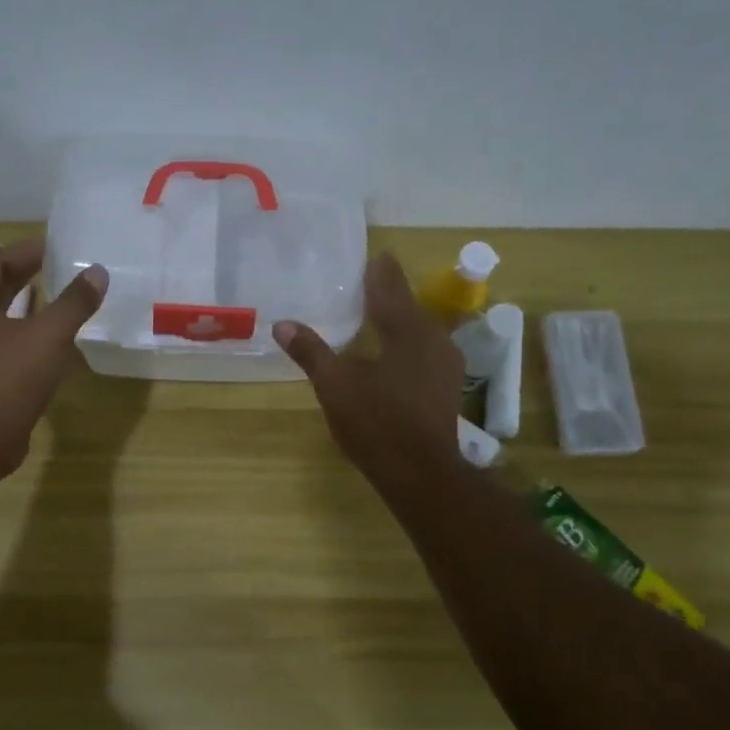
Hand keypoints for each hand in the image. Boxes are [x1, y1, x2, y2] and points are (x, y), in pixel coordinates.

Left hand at [0, 237, 108, 476]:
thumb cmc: (8, 379)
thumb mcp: (48, 336)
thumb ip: (74, 302)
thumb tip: (97, 272)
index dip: (22, 251)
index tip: (51, 248)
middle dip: (21, 274)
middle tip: (54, 266)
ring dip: (20, 302)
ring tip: (53, 297)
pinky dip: (19, 329)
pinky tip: (46, 338)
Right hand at [273, 253, 463, 483]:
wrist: (421, 472)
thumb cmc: (377, 423)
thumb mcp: (335, 386)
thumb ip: (311, 352)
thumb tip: (282, 324)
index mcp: (406, 327)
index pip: (390, 283)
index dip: (377, 269)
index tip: (367, 257)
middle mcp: (433, 336)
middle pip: (407, 304)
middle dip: (385, 295)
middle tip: (360, 287)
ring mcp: (445, 362)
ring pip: (418, 328)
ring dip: (396, 321)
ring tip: (372, 319)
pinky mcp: (446, 385)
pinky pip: (424, 350)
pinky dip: (405, 344)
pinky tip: (390, 355)